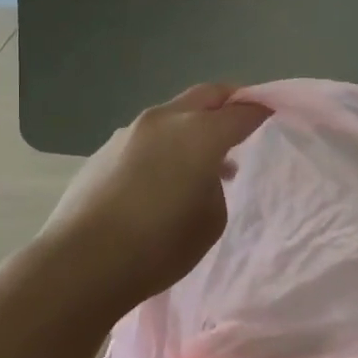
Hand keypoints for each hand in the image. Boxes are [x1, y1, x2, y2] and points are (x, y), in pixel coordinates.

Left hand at [38, 83, 269, 312]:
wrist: (82, 262)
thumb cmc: (159, 246)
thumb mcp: (210, 221)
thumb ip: (215, 186)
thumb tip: (202, 174)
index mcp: (200, 134)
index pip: (242, 112)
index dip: (263, 111)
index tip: (275, 115)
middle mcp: (165, 120)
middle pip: (207, 95)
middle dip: (229, 102)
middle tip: (244, 120)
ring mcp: (131, 131)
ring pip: (175, 114)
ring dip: (195, 126)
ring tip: (204, 162)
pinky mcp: (106, 148)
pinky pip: (150, 135)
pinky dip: (168, 143)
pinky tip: (164, 178)